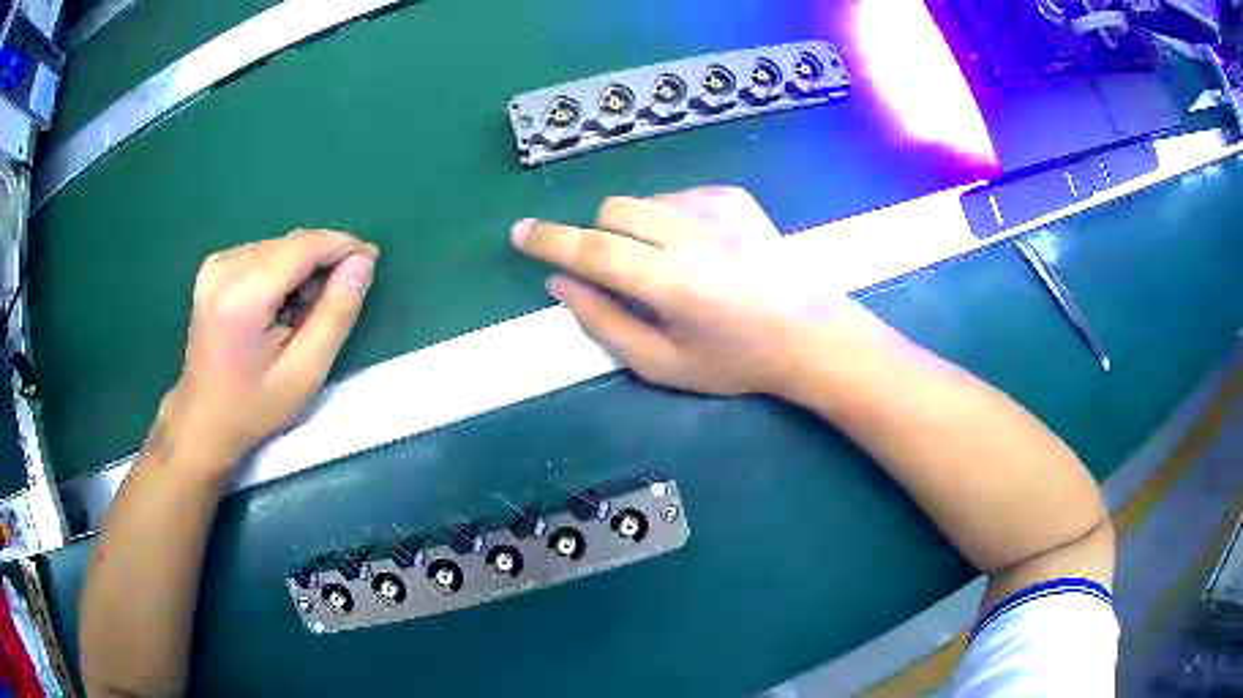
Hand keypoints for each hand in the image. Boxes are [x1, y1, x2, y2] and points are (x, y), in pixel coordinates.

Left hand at [152, 230, 377, 476]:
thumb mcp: (305, 373)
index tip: (372, 260)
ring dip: (302, 271)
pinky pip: (264, 254)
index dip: (343, 246)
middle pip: (292, 244)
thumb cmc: (254, 408)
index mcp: (242, 297)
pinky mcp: (214, 267)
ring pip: (280, 247)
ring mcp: (216, 264)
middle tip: (332, 308)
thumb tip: (362, 262)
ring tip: (302, 316)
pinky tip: (280, 308)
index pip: (303, 246)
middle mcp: (225, 267)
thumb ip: (336, 314)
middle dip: (321, 265)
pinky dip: (283, 273)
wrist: (203, 420)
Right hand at [512, 187, 874, 395]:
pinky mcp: (732, 195)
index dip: (550, 241)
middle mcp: (690, 233)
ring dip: (635, 230)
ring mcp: (715, 206)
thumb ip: (604, 323)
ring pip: (641, 201)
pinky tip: (701, 250)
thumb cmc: (735, 360)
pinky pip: (674, 197)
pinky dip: (668, 220)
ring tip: (671, 265)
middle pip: (612, 212)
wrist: (809, 332)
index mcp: (671, 282)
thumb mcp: (662, 364)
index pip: (593, 250)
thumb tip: (560, 285)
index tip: (520, 233)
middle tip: (624, 274)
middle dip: (600, 239)